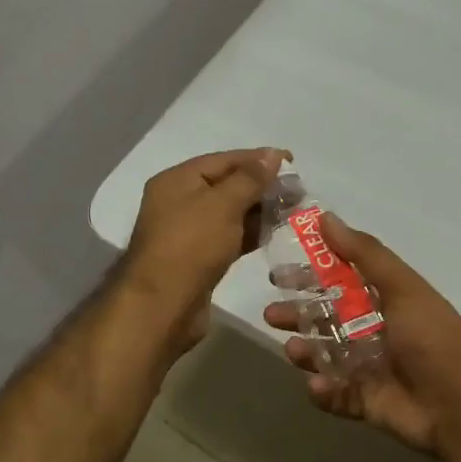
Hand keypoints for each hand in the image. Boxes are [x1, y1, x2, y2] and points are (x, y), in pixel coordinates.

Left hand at [120, 148, 287, 355]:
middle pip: (226, 185)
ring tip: (292, 212)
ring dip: (259, 211)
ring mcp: (187, 232)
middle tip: (297, 192)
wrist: (163, 307)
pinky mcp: (198, 258)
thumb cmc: (191, 246)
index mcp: (177, 180)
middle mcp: (179, 201)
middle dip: (261, 187)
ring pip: (229, 213)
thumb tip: (272, 154)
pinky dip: (249, 233)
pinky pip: (228, 236)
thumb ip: (250, 178)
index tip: (292, 162)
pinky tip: (273, 234)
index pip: (223, 160)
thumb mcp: (223, 204)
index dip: (257, 159)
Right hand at [263, 214, 460, 453]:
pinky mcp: (366, 401)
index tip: (280, 274)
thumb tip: (325, 217)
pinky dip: (323, 391)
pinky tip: (317, 386)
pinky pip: (336, 395)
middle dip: (298, 315)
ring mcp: (369, 367)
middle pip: (326, 319)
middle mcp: (374, 330)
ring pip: (325, 356)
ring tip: (291, 350)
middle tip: (271, 314)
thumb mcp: (401, 286)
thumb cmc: (431, 336)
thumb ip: (363, 253)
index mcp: (384, 300)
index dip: (310, 276)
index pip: (339, 281)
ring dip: (305, 351)